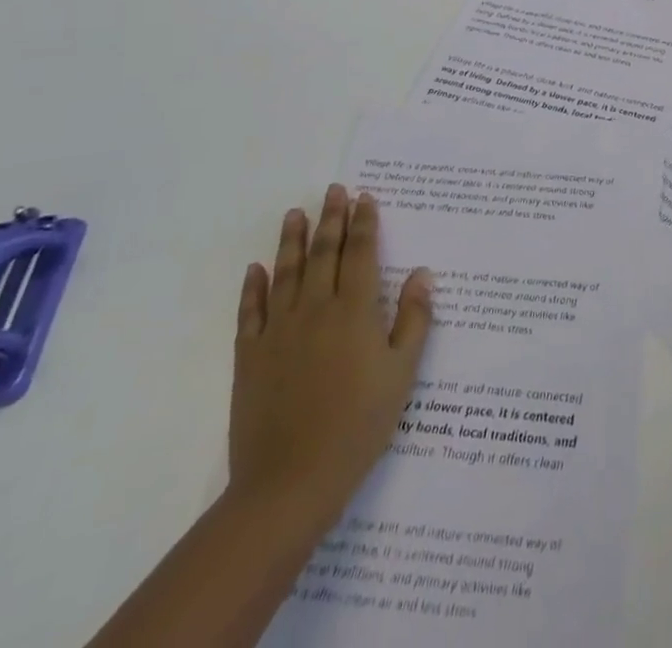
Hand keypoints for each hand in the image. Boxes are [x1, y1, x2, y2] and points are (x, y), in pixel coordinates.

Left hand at [227, 185, 433, 537]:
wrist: (290, 482)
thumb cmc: (359, 425)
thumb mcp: (402, 374)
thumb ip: (414, 319)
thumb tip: (422, 274)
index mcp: (354, 311)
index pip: (360, 253)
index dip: (364, 223)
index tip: (365, 197)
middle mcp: (315, 309)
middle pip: (324, 253)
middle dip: (331, 218)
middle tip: (334, 190)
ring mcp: (278, 331)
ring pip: (286, 272)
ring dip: (292, 240)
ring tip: (295, 213)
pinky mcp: (249, 356)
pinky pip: (250, 311)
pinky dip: (253, 287)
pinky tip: (256, 269)